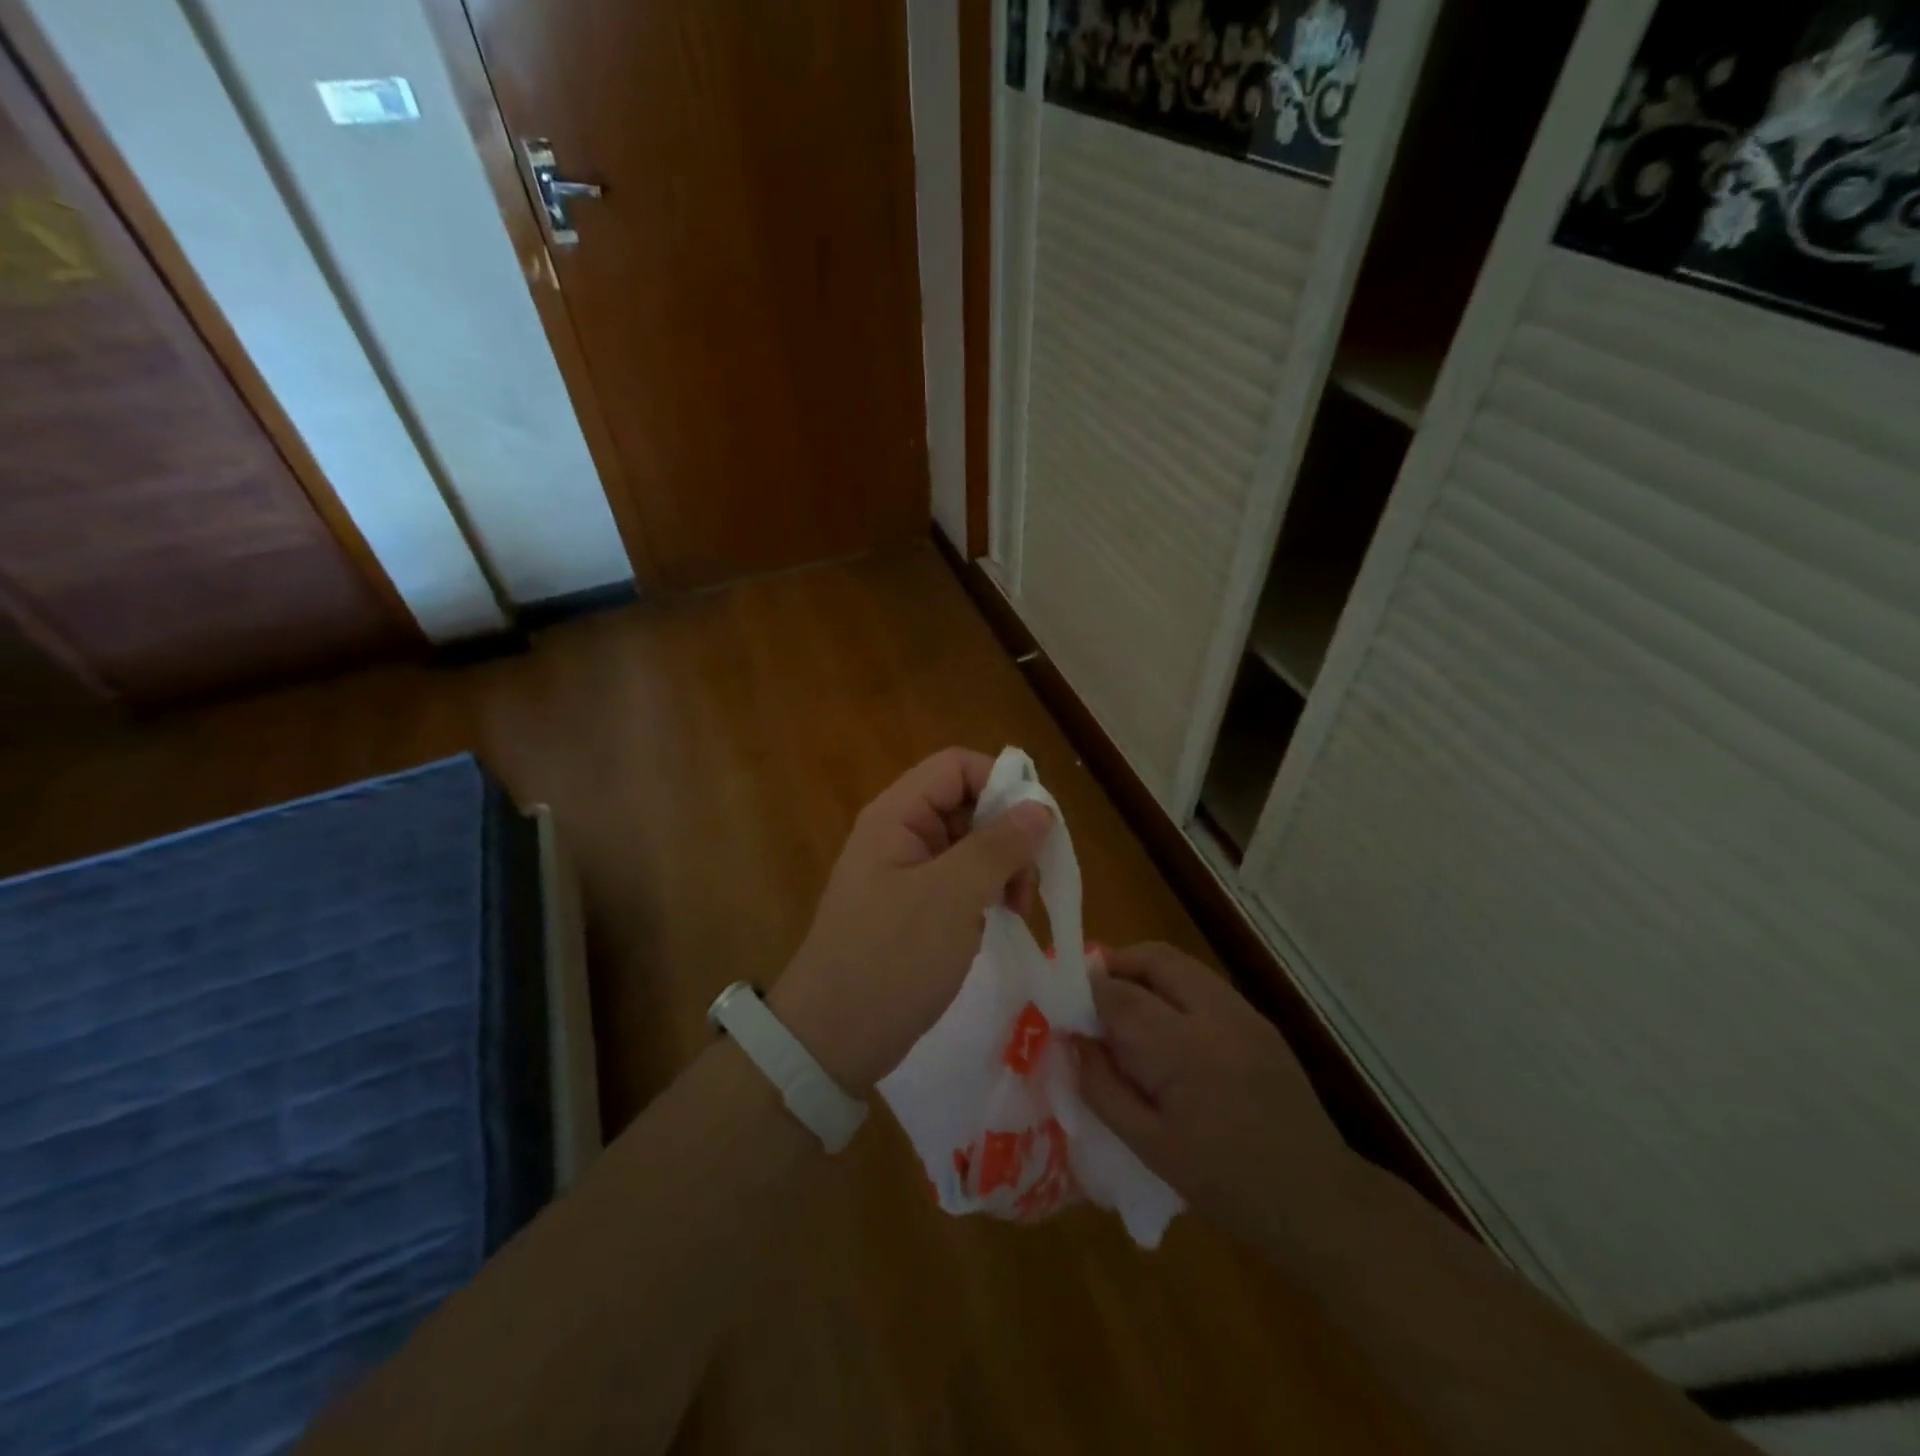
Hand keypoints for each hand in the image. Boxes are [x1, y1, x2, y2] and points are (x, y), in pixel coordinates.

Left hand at [769, 748, 1051, 1096]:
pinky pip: (959, 880)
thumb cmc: (891, 958)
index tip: (1036, 827)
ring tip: (1017, 909)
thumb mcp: (952, 897)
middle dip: (1007, 834)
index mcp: (897, 815)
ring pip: (969, 844)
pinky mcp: (913, 907)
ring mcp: (905, 872)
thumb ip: (999, 846)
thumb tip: (1041, 808)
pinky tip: (997, 921)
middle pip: (967, 804)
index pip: (956, 766)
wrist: (832, 1039)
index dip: (1000, 782)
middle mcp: (900, 833)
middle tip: (1028, 882)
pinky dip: (985, 892)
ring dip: (1002, 867)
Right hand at [1074, 943, 1355, 1246]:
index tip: (1064, 1003)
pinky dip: (1173, 988)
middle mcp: (1215, 1014)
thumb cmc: (1224, 1183)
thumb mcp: (1149, 1147)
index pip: (1120, 995)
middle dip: (1115, 965)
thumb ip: (1102, 1087)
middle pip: (1154, 958)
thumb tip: (1074, 1041)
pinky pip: (1203, 984)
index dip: (1085, 991)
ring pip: (1180, 964)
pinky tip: (1166, 1027)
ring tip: (1124, 1008)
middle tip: (1091, 997)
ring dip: (1144, 973)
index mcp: (1183, 1049)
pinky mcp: (1259, 1020)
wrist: (1317, 1198)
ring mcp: (1243, 1012)